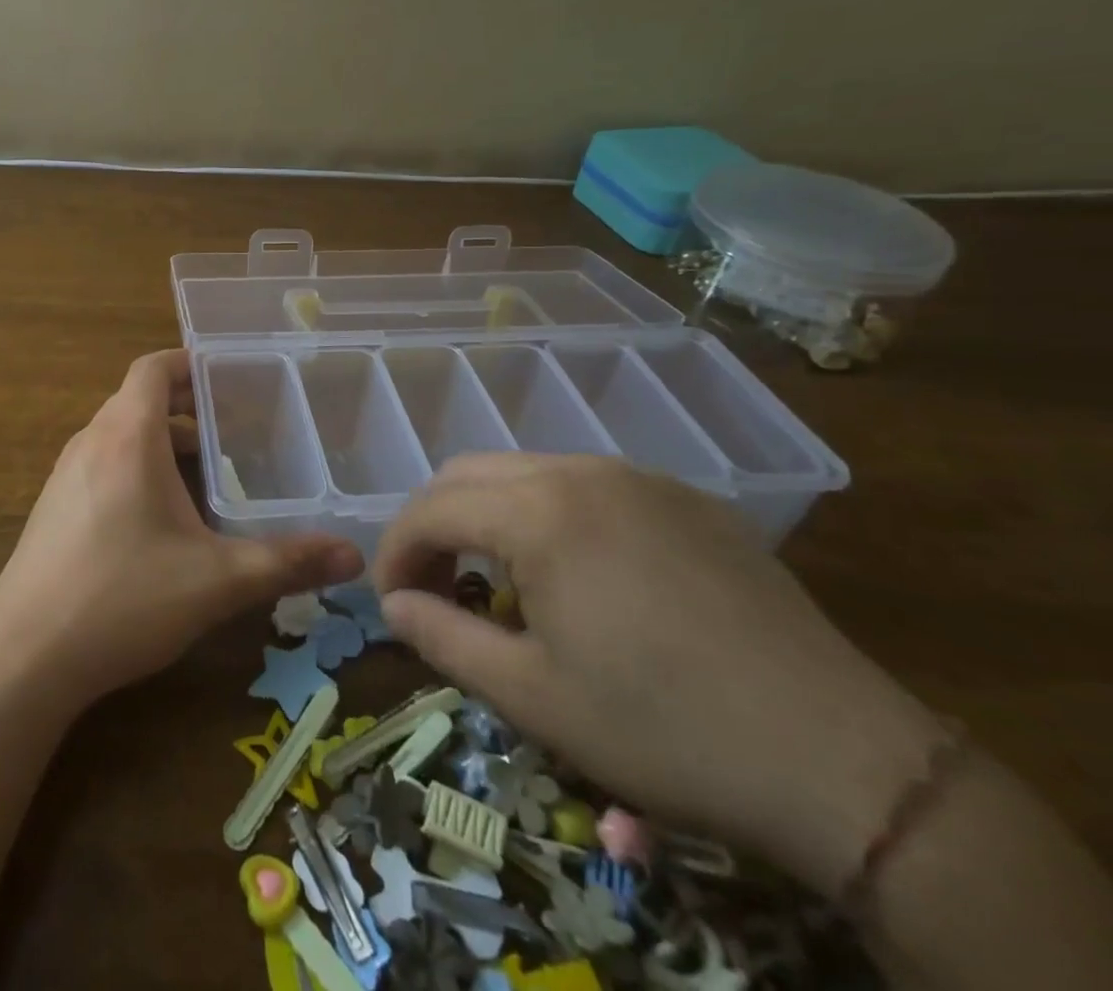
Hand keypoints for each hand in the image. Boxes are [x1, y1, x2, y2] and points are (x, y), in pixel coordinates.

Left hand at [0, 350, 363, 707]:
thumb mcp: (215, 580)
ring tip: (207, 470)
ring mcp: (65, 475)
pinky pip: (102, 464)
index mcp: (127, 436)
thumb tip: (353, 555)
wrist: (24, 656)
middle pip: (138, 399)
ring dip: (161, 440)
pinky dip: (136, 467)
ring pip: (119, 434)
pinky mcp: (53, 507)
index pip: (153, 368)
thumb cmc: (123, 598)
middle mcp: (91, 442)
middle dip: (186, 406)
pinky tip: (162, 517)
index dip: (189, 362)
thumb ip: (286, 562)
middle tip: (236, 426)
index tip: (229, 375)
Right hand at [372, 454, 945, 893]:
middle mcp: (582, 472)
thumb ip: (442, 637)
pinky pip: (587, 485)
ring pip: (526, 471)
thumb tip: (391, 604)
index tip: (390, 602)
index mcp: (538, 513)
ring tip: (498, 580)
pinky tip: (576, 573)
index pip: (430, 509)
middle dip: (433, 524)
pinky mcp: (687, 500)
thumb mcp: (532, 696)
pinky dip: (548, 514)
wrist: (845, 763)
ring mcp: (640, 478)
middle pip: (469, 474)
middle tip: (433, 585)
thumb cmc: (665, 731)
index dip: (395, 552)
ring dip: (488, 515)